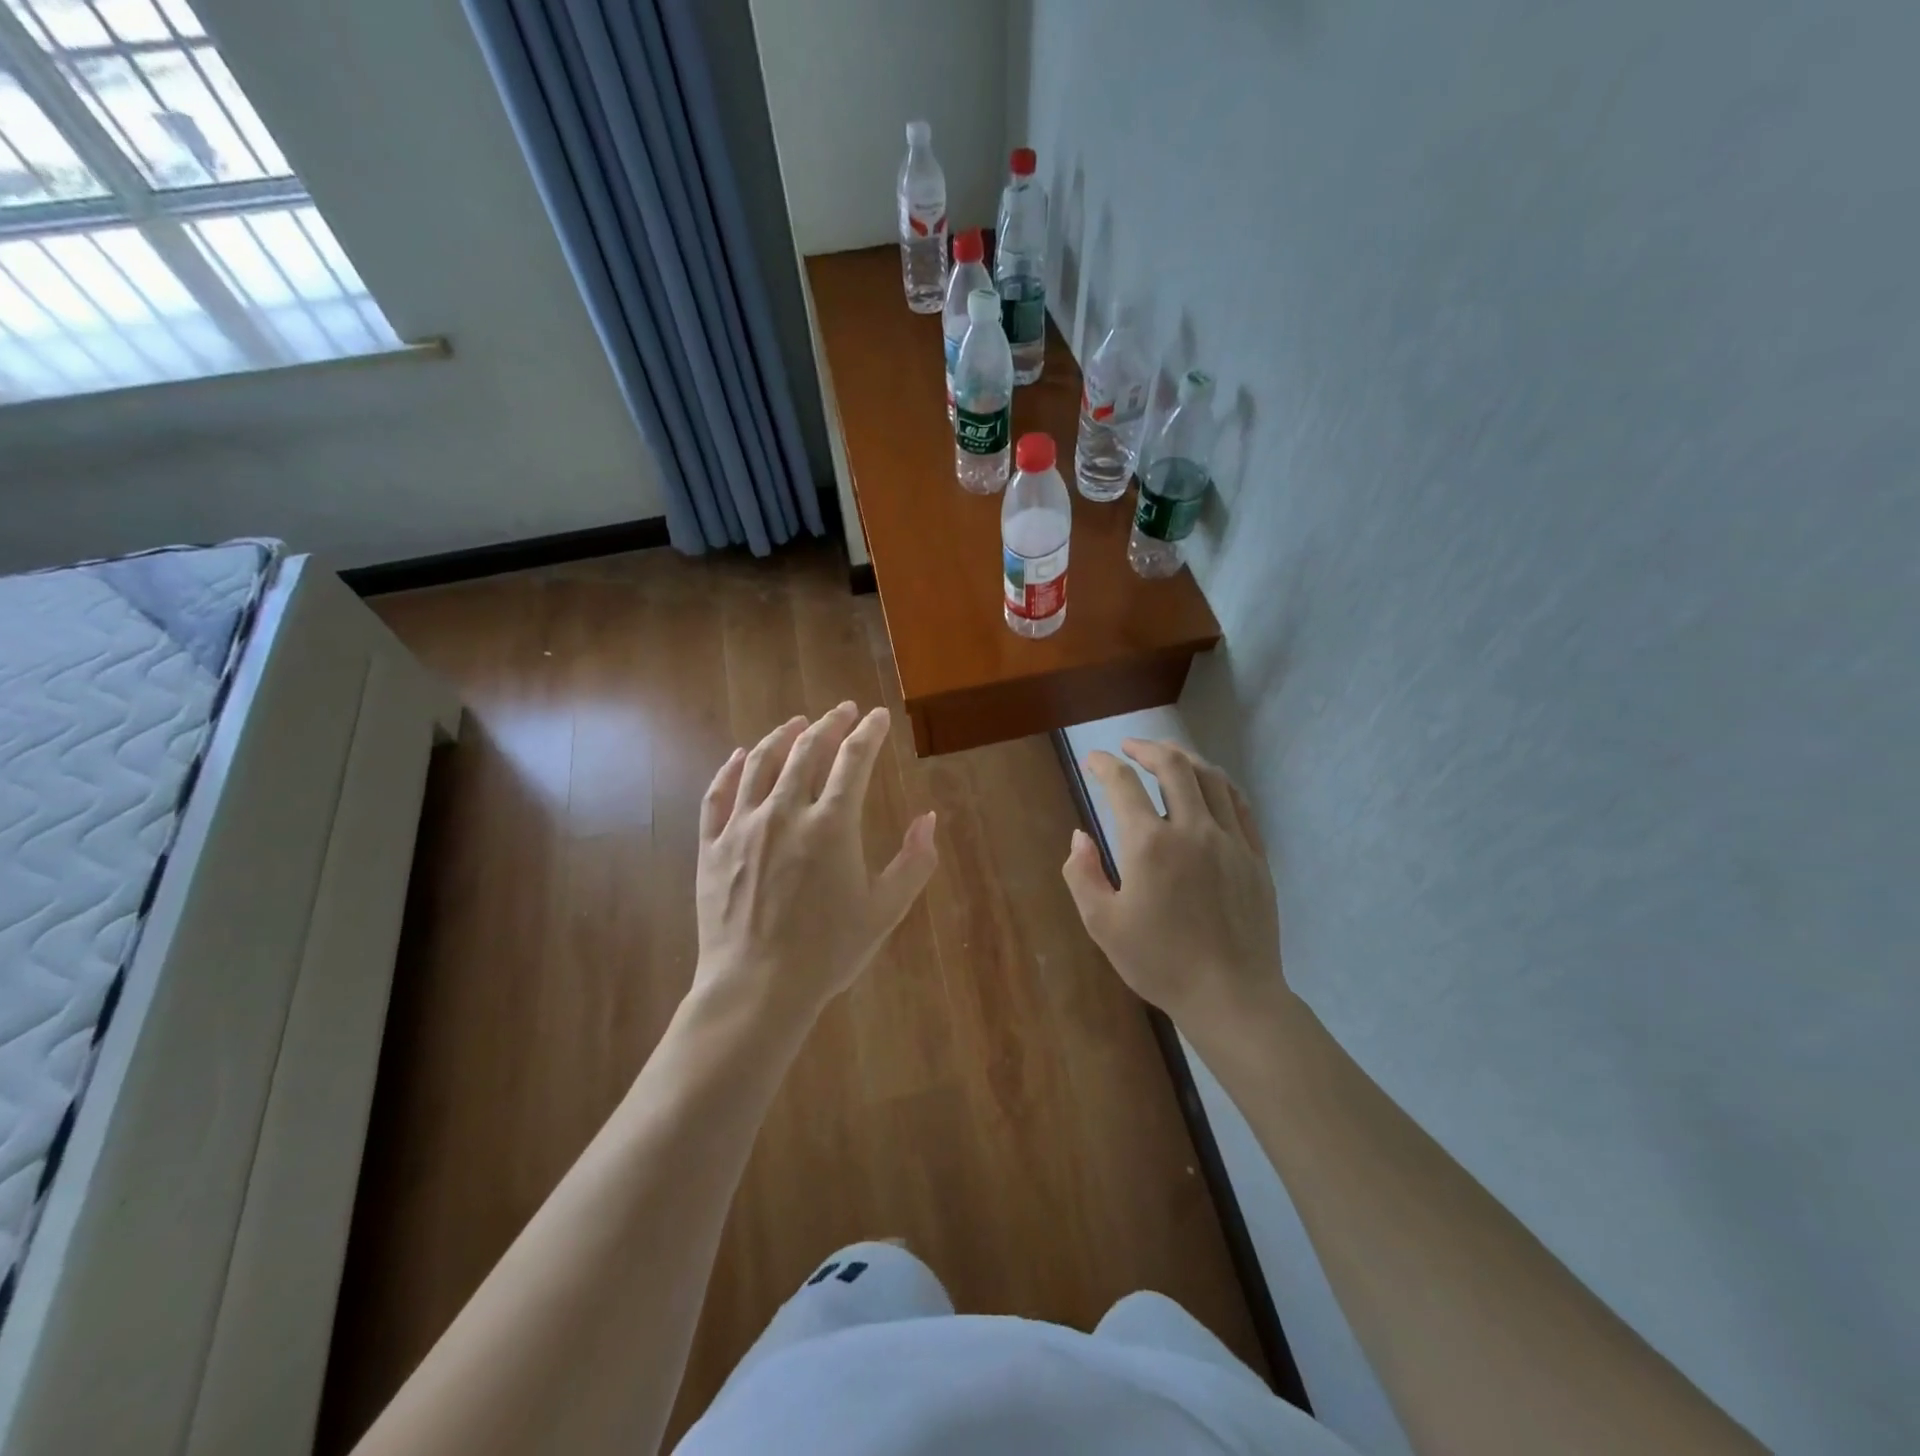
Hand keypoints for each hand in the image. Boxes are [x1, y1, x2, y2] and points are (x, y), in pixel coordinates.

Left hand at [694, 703, 937, 1028]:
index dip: (869, 732)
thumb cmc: (827, 952)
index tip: (878, 717)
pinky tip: (740, 755)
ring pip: (761, 763)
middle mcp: (785, 812)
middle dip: (829, 724)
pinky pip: (718, 794)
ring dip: (782, 735)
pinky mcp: (712, 845)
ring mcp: (743, 826)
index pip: (854, 760)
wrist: (756, 989)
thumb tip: (930, 819)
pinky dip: (730, 768)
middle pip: (807, 751)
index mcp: (832, 825)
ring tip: (796, 722)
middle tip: (843, 711)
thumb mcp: (885, 911)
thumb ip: (914, 862)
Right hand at [1061, 739, 1286, 1040]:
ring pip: (1210, 777)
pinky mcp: (1255, 855)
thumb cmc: (1159, 962)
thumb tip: (1080, 836)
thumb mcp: (1102, 924)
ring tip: (1167, 754)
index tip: (1093, 761)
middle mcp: (1192, 829)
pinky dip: (1218, 782)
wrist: (1231, 996)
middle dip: (1147, 747)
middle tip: (1130, 747)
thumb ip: (1082, 874)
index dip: (1104, 765)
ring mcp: (1230, 839)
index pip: (1123, 784)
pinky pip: (1238, 803)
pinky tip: (1209, 785)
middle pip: (1173, 765)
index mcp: (1149, 844)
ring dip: (1184, 757)